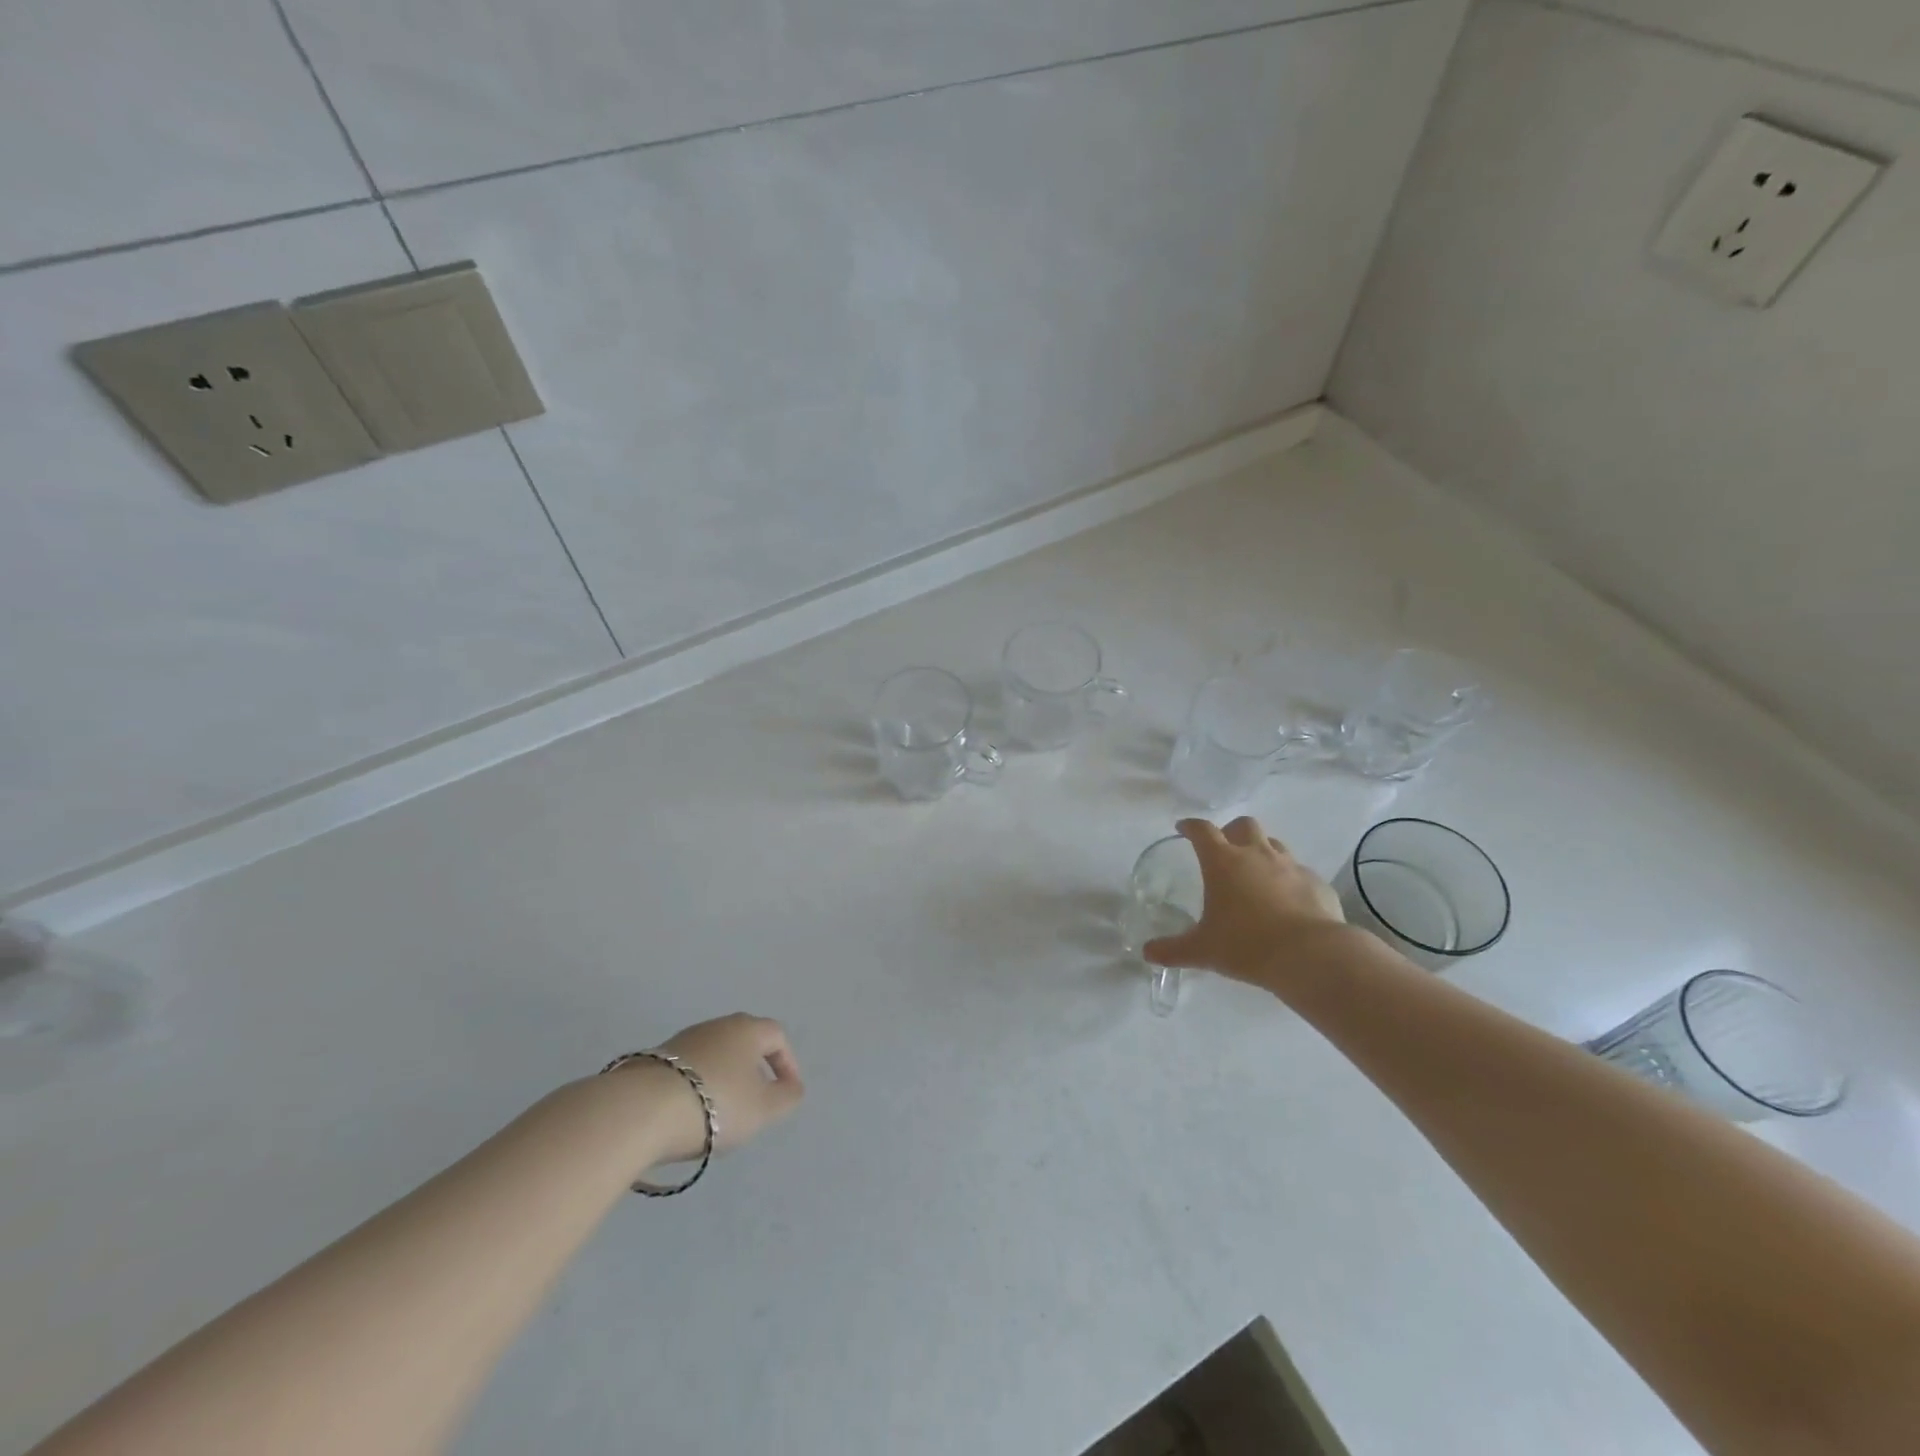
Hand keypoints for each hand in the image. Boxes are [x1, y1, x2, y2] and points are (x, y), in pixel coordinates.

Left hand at [627, 1013, 804, 1163]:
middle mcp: (716, 1026)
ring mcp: (682, 1040)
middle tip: (756, 1100)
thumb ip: (786, 1097)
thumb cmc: (716, 1103)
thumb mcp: (763, 1109)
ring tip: (721, 1113)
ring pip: (714, 1055)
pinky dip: (696, 1087)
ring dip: (723, 1078)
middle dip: (754, 1069)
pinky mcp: (653, 1060)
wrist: (641, 1110)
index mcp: (747, 1029)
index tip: (787, 1091)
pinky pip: (687, 1070)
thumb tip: (792, 1087)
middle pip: (743, 1042)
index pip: (776, 1036)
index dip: (787, 1062)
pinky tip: (689, 1114)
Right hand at [1142, 816, 1345, 985]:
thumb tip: (1147, 953)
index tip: (1183, 828)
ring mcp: (1291, 866)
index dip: (1191, 826)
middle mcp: (1257, 854)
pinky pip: (1299, 872)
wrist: (1311, 955)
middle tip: (1225, 849)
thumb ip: (1173, 950)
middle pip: (1243, 825)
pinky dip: (1289, 879)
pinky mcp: (1317, 883)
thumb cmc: (1247, 945)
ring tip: (1256, 874)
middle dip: (1231, 831)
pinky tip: (1288, 901)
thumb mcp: (1203, 950)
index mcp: (1223, 862)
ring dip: (1262, 851)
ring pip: (1274, 844)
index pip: (1202, 831)